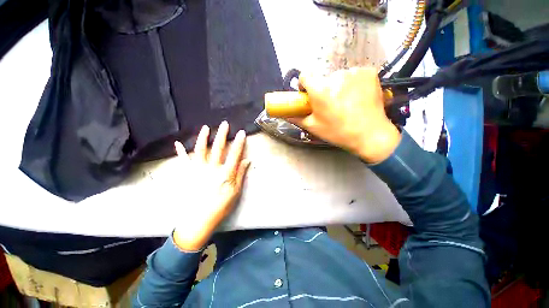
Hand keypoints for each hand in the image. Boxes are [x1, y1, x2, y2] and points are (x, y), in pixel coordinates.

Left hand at [173, 121, 249, 250]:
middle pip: (218, 148)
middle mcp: (212, 169)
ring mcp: (198, 170)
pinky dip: (180, 152)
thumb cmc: (221, 206)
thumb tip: (246, 160)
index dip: (239, 143)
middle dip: (222, 135)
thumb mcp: (235, 192)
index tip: (242, 133)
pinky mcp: (188, 175)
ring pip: (201, 150)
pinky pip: (183, 161)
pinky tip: (178, 143)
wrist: (200, 219)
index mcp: (225, 173)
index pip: (234, 154)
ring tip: (206, 128)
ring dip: (203, 138)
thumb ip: (240, 174)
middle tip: (225, 124)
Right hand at [289, 67, 400, 162]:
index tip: (309, 94)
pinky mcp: (369, 72)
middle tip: (331, 104)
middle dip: (324, 89)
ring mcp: (354, 72)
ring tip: (346, 102)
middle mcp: (336, 76)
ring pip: (339, 76)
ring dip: (339, 86)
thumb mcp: (313, 127)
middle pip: (323, 78)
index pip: (305, 75)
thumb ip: (296, 118)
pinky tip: (358, 96)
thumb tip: (284, 114)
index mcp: (320, 90)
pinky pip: (355, 74)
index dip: (305, 85)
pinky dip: (354, 83)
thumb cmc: (338, 132)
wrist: (370, 134)